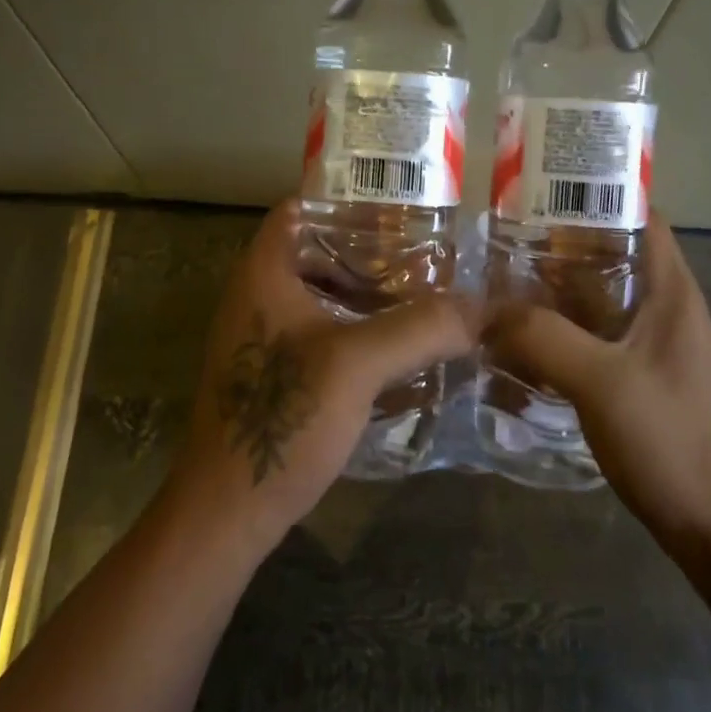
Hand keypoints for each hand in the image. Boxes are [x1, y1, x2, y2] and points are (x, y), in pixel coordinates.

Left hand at [166, 200, 474, 552]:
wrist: (228, 510)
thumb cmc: (283, 418)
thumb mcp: (357, 364)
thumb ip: (421, 328)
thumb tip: (483, 306)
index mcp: (264, 273)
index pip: (302, 208)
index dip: (349, 201)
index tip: (402, 208)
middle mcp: (257, 295)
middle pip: (317, 251)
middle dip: (371, 252)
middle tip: (427, 256)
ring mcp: (261, 337)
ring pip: (321, 295)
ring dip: (367, 295)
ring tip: (422, 297)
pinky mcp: (272, 374)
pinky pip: (320, 332)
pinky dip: (356, 329)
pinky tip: (397, 348)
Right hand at [485, 218, 710, 552]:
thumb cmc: (668, 440)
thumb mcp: (599, 381)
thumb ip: (543, 337)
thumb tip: (488, 309)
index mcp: (673, 293)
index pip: (643, 218)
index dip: (599, 197)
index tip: (544, 193)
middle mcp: (670, 310)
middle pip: (616, 256)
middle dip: (564, 245)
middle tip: (508, 241)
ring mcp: (658, 347)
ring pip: (604, 299)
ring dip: (560, 291)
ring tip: (506, 284)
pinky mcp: (645, 378)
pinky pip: (600, 336)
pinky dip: (566, 329)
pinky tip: (528, 339)